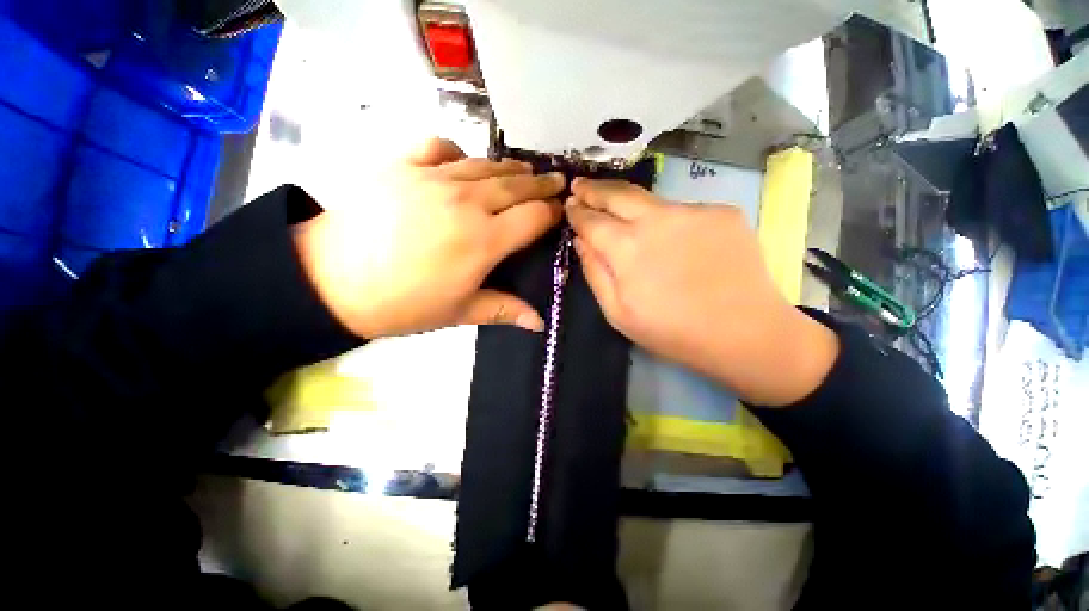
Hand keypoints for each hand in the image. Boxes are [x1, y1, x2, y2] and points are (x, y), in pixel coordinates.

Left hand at [293, 138, 565, 338]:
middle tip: (556, 181)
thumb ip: (505, 310)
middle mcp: (466, 202)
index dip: (552, 213)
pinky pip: (439, 147)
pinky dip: (457, 152)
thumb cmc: (403, 304)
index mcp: (484, 240)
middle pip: (516, 186)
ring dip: (510, 168)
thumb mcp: (460, 313)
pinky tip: (463, 161)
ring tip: (525, 171)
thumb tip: (540, 324)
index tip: (561, 212)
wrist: (330, 281)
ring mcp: (433, 178)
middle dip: (541, 185)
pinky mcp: (402, 165)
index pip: (533, 217)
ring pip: (485, 165)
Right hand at [565, 178, 837, 405]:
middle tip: (581, 185)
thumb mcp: (618, 313)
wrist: (745, 333)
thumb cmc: (672, 331)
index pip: (592, 220)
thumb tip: (581, 241)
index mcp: (627, 248)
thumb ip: (594, 273)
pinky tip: (673, 240)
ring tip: (620, 211)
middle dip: (594, 189)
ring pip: (651, 200)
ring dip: (630, 205)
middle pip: (618, 194)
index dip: (578, 212)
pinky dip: (669, 221)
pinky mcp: (721, 212)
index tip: (569, 205)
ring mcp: (693, 211)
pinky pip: (682, 212)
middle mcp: (657, 219)